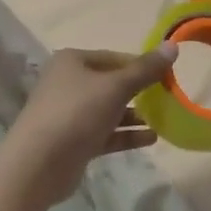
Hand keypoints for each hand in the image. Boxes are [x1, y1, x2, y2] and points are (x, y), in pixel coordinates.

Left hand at [0, 46, 177, 207]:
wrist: (38, 165)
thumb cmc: (76, 113)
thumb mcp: (115, 87)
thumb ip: (145, 69)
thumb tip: (172, 45)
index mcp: (72, 61)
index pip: (114, 58)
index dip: (141, 65)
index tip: (168, 76)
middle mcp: (68, 83)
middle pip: (111, 83)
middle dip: (139, 92)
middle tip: (168, 99)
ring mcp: (69, 114)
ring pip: (108, 110)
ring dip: (134, 115)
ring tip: (165, 120)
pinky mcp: (74, 142)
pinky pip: (105, 133)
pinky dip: (126, 135)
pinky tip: (151, 138)